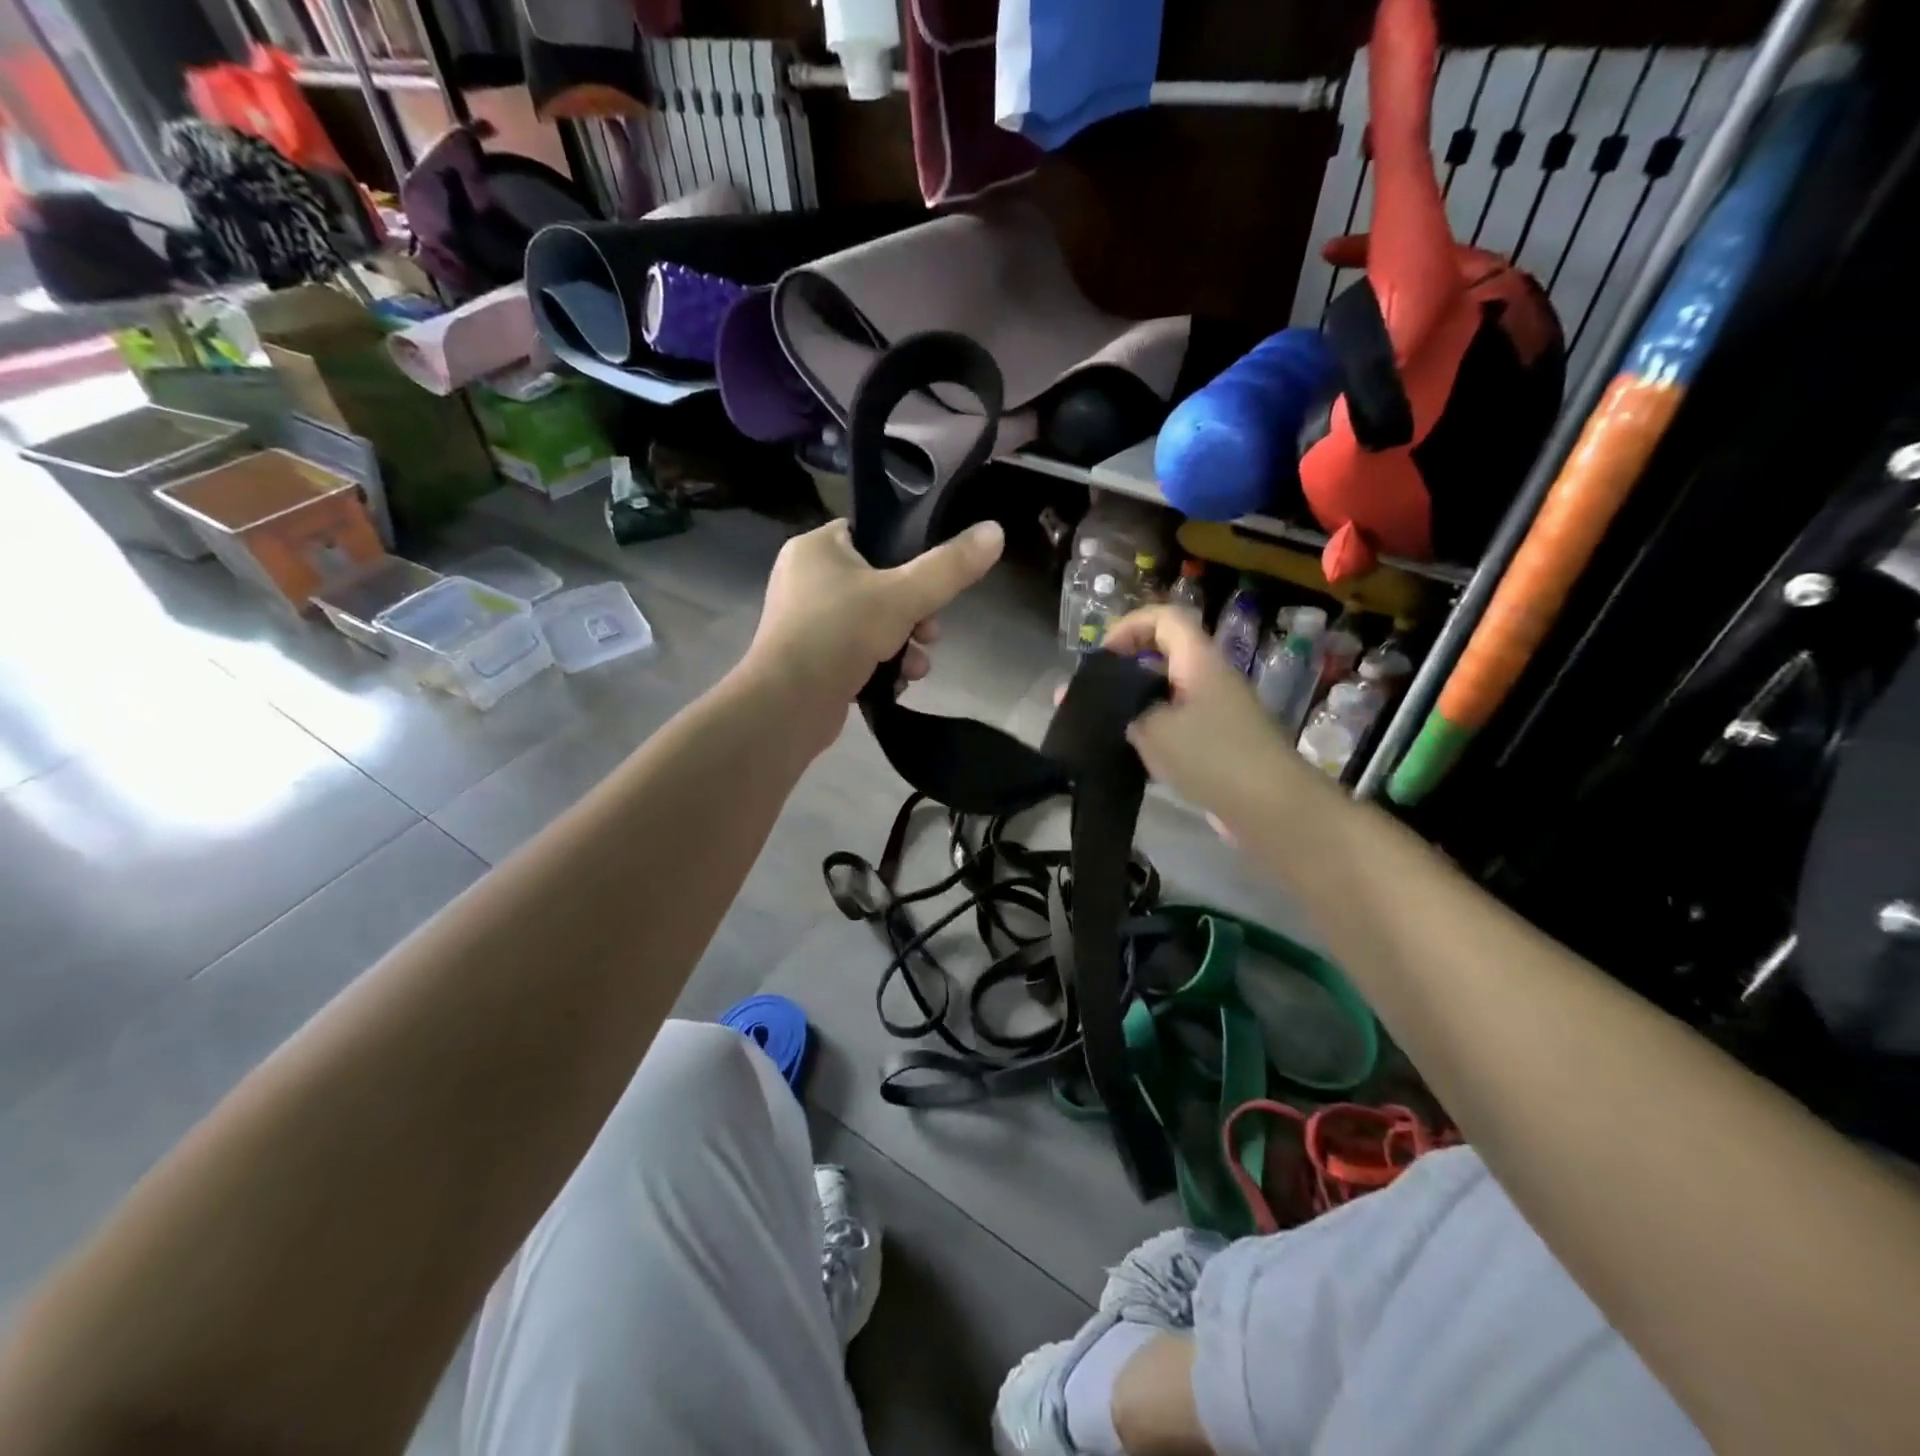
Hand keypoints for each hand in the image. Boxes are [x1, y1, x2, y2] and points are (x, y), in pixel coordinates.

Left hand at [744, 517, 1004, 749]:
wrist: (788, 705)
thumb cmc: (840, 634)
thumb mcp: (904, 596)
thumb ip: (950, 567)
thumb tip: (995, 531)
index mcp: (816, 548)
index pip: (872, 534)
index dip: (908, 556)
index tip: (933, 584)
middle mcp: (806, 578)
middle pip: (879, 583)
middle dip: (915, 613)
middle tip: (930, 633)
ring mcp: (806, 621)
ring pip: (872, 621)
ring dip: (904, 644)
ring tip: (917, 667)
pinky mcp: (811, 658)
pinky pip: (856, 650)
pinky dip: (880, 664)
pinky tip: (897, 683)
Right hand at [1100, 605, 1298, 823]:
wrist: (1272, 808)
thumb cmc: (1212, 756)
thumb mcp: (1154, 728)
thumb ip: (1116, 710)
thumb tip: (1079, 697)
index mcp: (1198, 661)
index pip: (1164, 618)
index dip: (1128, 626)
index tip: (1101, 657)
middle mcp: (1210, 679)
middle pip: (1162, 657)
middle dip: (1124, 672)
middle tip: (1092, 697)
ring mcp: (1217, 713)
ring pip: (1167, 696)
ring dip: (1134, 708)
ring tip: (1102, 730)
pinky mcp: (1218, 744)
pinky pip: (1177, 726)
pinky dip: (1151, 735)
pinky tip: (1129, 758)